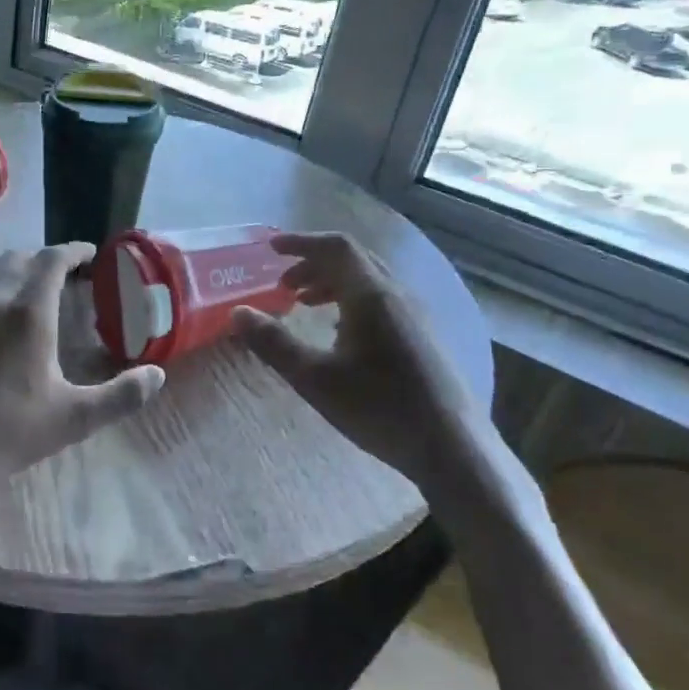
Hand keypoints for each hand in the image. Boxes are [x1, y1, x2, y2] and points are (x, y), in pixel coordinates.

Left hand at [0, 242, 164, 490]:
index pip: (51, 260)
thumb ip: (120, 396)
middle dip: (44, 259)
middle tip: (67, 276)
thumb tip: (156, 376)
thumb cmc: (8, 431)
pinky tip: (0, 344)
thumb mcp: (74, 419)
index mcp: (27, 314)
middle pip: (17, 260)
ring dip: (16, 281)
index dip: (74, 250)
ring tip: (37, 306)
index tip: (92, 253)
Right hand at [232, 232, 483, 479]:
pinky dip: (351, 300)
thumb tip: (237, 313)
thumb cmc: (379, 408)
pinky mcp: (423, 336)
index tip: (270, 249)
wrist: (451, 447)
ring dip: (332, 282)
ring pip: (369, 280)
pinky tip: (339, 333)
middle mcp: (397, 295)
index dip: (301, 242)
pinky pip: (382, 300)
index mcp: (371, 296)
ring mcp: (415, 315)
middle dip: (313, 264)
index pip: (336, 248)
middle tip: (282, 284)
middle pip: (353, 260)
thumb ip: (273, 343)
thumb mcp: (314, 378)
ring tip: (304, 304)